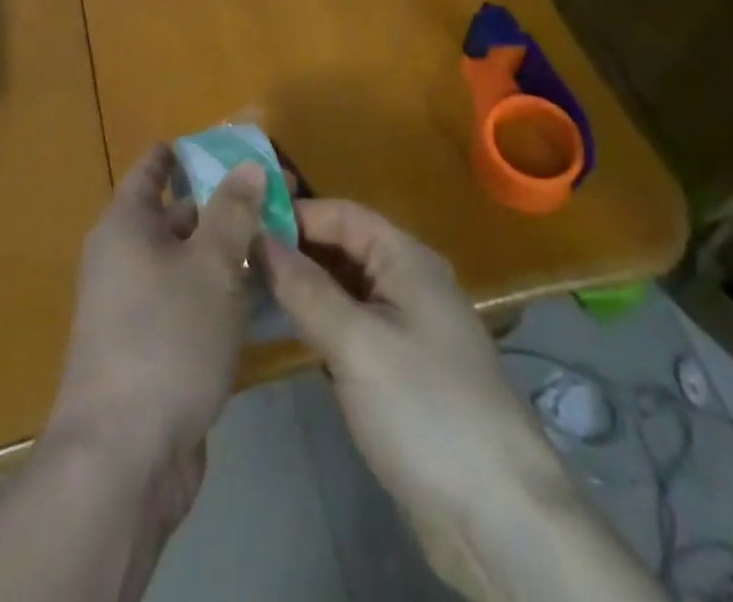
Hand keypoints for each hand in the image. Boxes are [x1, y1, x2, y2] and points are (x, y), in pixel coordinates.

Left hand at [44, 145, 266, 529]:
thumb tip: (248, 164)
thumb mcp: (211, 265)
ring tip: (282, 239)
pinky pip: (191, 302)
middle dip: (224, 204)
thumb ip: (233, 211)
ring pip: (189, 262)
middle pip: (177, 215)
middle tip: (278, 196)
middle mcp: (124, 258)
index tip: (225, 142)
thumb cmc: (166, 339)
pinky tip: (264, 296)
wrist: (124, 458)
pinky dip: (222, 292)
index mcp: (126, 225)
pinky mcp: (154, 348)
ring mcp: (136, 306)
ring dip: (228, 251)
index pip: (153, 169)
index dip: (185, 152)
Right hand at [259, 199, 546, 520]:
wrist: (498, 518)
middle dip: (293, 249)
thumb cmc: (426, 410)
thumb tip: (258, 238)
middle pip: (341, 248)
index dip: (294, 214)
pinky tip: (283, 329)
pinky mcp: (398, 369)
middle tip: (234, 257)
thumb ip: (305, 288)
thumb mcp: (357, 343)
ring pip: (343, 288)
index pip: (341, 214)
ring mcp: (404, 327)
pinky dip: (318, 320)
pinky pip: (350, 325)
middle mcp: (407, 282)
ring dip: (302, 286)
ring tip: (246, 287)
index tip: (240, 224)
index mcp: (406, 259)